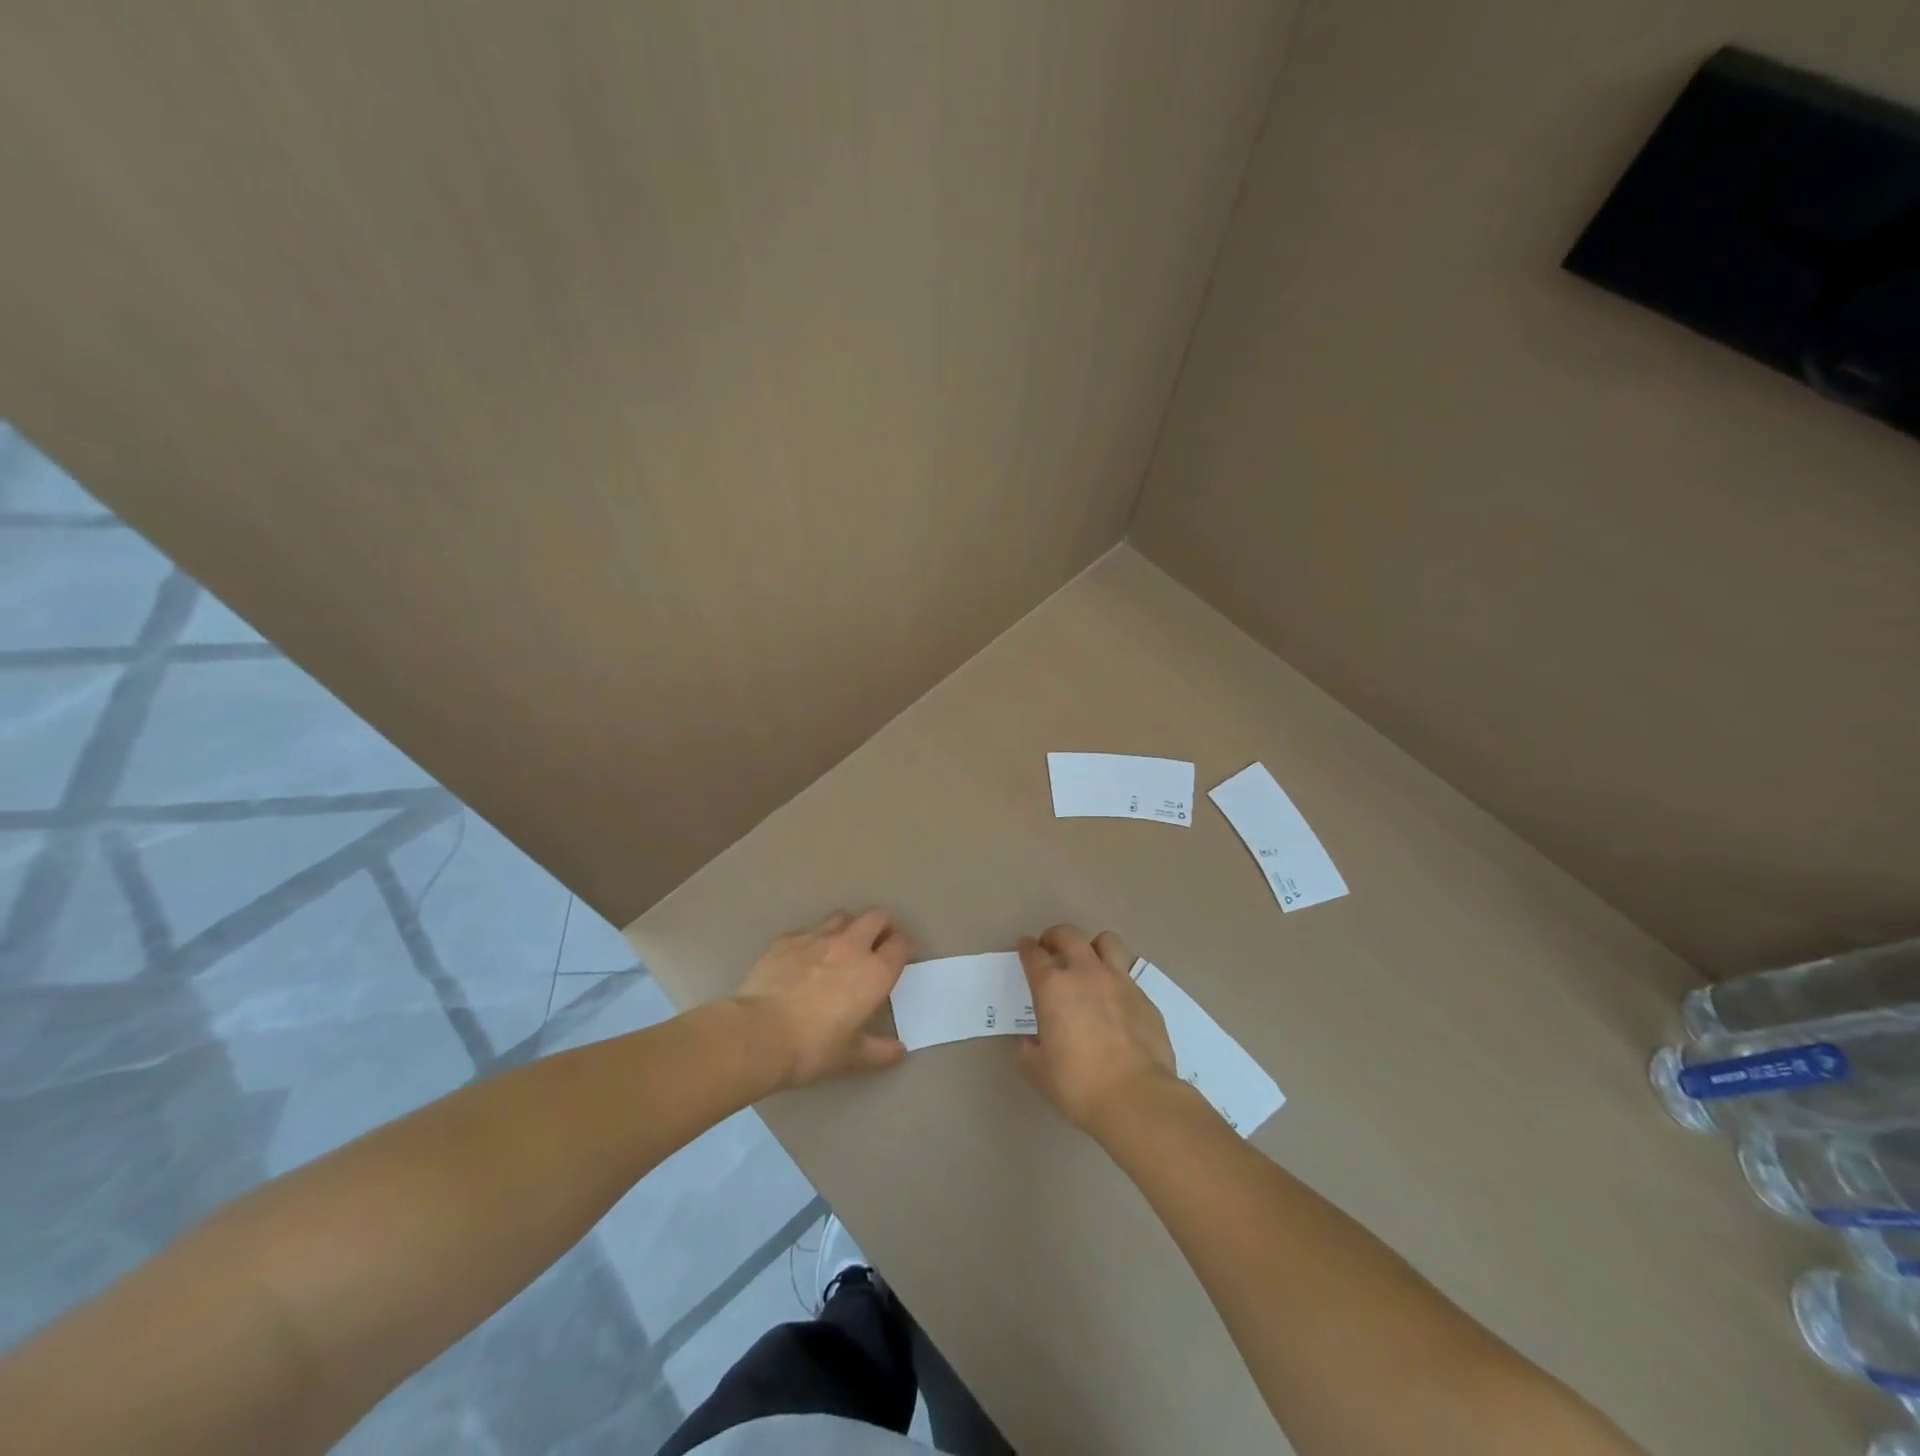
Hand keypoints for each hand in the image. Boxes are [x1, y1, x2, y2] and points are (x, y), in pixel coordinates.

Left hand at [732, 909, 914, 1088]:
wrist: (758, 1034)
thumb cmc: (813, 1048)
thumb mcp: (851, 1057)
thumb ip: (879, 1051)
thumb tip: (899, 1051)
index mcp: (874, 972)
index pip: (901, 944)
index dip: (905, 947)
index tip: (902, 956)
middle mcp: (851, 946)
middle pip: (877, 917)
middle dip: (883, 926)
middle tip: (878, 944)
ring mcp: (816, 938)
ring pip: (842, 917)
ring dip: (849, 928)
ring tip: (842, 947)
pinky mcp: (786, 940)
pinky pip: (807, 931)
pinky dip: (813, 940)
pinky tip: (803, 960)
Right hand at [1017, 924, 1180, 1135]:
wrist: (1136, 1097)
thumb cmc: (1078, 1084)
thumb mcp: (1038, 1071)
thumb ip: (1030, 1050)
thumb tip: (1032, 1042)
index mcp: (1053, 987)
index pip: (1034, 955)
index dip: (1026, 948)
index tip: (1024, 947)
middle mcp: (1086, 973)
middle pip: (1069, 935)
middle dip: (1055, 936)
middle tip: (1051, 949)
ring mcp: (1119, 981)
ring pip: (1106, 941)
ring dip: (1093, 947)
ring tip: (1089, 963)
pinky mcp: (1145, 997)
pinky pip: (1128, 976)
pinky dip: (1117, 981)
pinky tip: (1116, 1002)